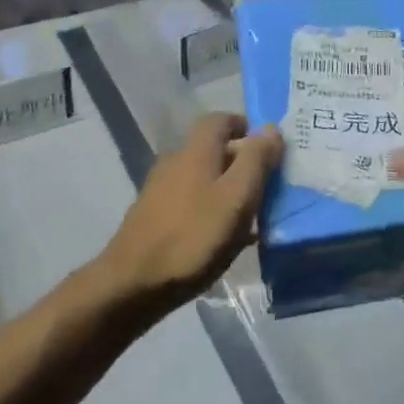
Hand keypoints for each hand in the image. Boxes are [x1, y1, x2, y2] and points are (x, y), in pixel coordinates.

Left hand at [99, 113, 282, 308]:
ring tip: (253, 215)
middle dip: (243, 161)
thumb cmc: (193, 236)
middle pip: (214, 149)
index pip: (221, 119)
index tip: (269, 148)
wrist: (132, 285)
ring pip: (204, 178)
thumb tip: (271, 126)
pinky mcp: (155, 217)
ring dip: (229, 189)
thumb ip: (256, 160)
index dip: (246, 127)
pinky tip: (226, 238)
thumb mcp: (237, 197)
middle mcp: (175, 161)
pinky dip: (213, 210)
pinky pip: (193, 203)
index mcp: (196, 150)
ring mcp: (161, 190)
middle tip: (269, 184)